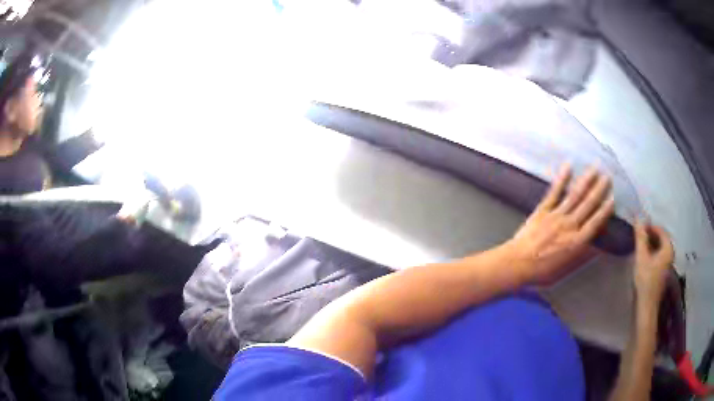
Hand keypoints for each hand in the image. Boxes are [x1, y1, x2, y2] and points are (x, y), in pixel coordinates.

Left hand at [507, 164, 614, 284]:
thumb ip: (582, 257)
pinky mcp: (543, 209)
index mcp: (576, 242)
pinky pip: (554, 192)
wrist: (516, 264)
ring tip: (594, 168)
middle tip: (608, 176)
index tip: (612, 199)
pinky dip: (562, 178)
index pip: (595, 223)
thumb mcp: (565, 270)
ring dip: (586, 181)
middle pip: (588, 205)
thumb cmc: (541, 272)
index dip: (604, 211)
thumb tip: (598, 248)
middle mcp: (569, 226)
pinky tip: (568, 166)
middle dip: (599, 190)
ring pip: (575, 195)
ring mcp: (556, 215)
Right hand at [633, 221, 673, 312]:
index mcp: (668, 248)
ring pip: (659, 247)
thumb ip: (641, 237)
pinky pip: (659, 255)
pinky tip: (644, 257)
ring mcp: (668, 263)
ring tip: (639, 246)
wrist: (647, 306)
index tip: (639, 228)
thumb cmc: (646, 281)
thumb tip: (638, 217)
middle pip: (661, 238)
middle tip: (638, 236)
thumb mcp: (641, 257)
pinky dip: (652, 252)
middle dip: (650, 235)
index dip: (650, 226)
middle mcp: (670, 253)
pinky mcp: (663, 271)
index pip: (660, 230)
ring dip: (650, 244)